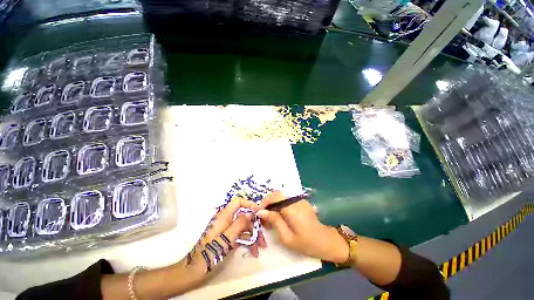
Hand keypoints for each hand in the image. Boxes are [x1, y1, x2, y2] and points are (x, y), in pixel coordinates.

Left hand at [184, 196, 265, 285]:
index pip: (238, 202)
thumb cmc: (211, 253)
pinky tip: (254, 250)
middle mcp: (226, 219)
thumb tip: (250, 213)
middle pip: (243, 215)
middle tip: (263, 235)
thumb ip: (239, 223)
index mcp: (224, 216)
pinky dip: (248, 240)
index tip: (259, 212)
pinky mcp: (227, 237)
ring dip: (253, 234)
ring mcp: (227, 229)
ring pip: (243, 225)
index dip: (249, 204)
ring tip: (261, 246)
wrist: (195, 271)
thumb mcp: (227, 238)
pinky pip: (240, 234)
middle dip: (254, 224)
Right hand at [256, 191, 348, 263]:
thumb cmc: (305, 243)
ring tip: (271, 217)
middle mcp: (296, 200)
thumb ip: (274, 221)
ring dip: (274, 204)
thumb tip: (261, 212)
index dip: (265, 202)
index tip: (259, 212)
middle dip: (268, 203)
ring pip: (282, 196)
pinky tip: (280, 215)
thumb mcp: (286, 237)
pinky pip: (287, 199)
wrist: (325, 241)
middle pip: (278, 194)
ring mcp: (300, 200)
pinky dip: (280, 205)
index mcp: (292, 209)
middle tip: (264, 215)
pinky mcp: (302, 201)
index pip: (275, 197)